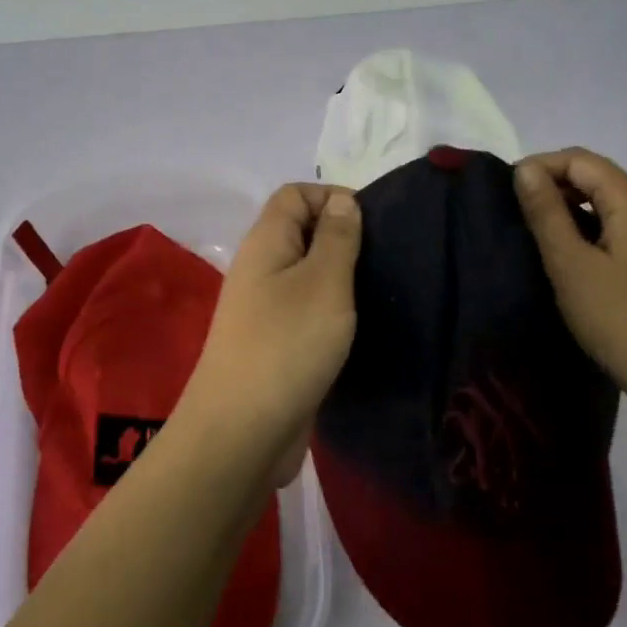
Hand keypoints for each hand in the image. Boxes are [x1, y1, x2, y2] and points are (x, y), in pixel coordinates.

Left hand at [176, 184, 361, 486]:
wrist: (242, 432)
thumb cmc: (287, 344)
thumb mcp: (324, 282)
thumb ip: (337, 238)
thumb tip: (342, 201)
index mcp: (265, 242)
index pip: (294, 194)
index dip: (332, 196)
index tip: (374, 224)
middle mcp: (260, 268)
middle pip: (301, 231)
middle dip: (342, 237)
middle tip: (384, 260)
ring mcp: (264, 308)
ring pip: (306, 274)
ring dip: (340, 277)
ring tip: (379, 291)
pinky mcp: (274, 343)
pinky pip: (305, 310)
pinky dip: (331, 311)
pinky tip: (358, 326)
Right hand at [513, 148, 626, 429]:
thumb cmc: (620, 321)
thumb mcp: (571, 265)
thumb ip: (546, 212)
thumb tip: (525, 169)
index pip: (582, 160)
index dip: (541, 166)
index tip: (508, 192)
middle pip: (602, 177)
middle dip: (558, 185)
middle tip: (520, 215)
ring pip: (617, 204)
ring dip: (577, 209)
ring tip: (544, 238)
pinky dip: (599, 229)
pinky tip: (581, 259)